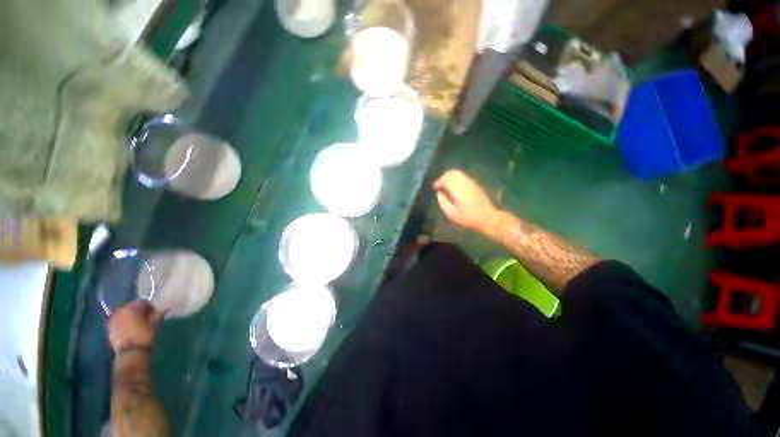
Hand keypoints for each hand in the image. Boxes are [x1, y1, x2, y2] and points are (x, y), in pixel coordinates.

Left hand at [108, 301, 163, 352]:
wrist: (130, 352)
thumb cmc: (145, 335)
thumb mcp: (155, 324)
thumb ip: (158, 314)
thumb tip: (163, 309)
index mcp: (132, 307)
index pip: (143, 302)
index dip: (150, 307)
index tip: (155, 313)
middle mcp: (121, 310)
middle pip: (131, 307)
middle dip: (138, 311)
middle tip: (146, 318)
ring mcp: (113, 319)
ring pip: (124, 314)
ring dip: (130, 317)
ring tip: (137, 324)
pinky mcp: (109, 328)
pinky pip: (118, 321)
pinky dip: (124, 322)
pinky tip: (129, 328)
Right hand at [433, 169, 498, 235]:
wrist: (488, 219)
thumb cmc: (468, 218)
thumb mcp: (452, 214)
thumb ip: (443, 201)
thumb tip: (439, 192)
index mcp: (458, 189)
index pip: (446, 178)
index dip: (438, 182)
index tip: (435, 188)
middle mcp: (465, 182)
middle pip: (452, 172)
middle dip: (444, 177)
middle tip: (440, 185)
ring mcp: (472, 182)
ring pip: (458, 173)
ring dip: (450, 177)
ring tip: (446, 186)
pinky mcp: (476, 184)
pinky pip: (463, 177)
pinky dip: (456, 179)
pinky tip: (455, 188)